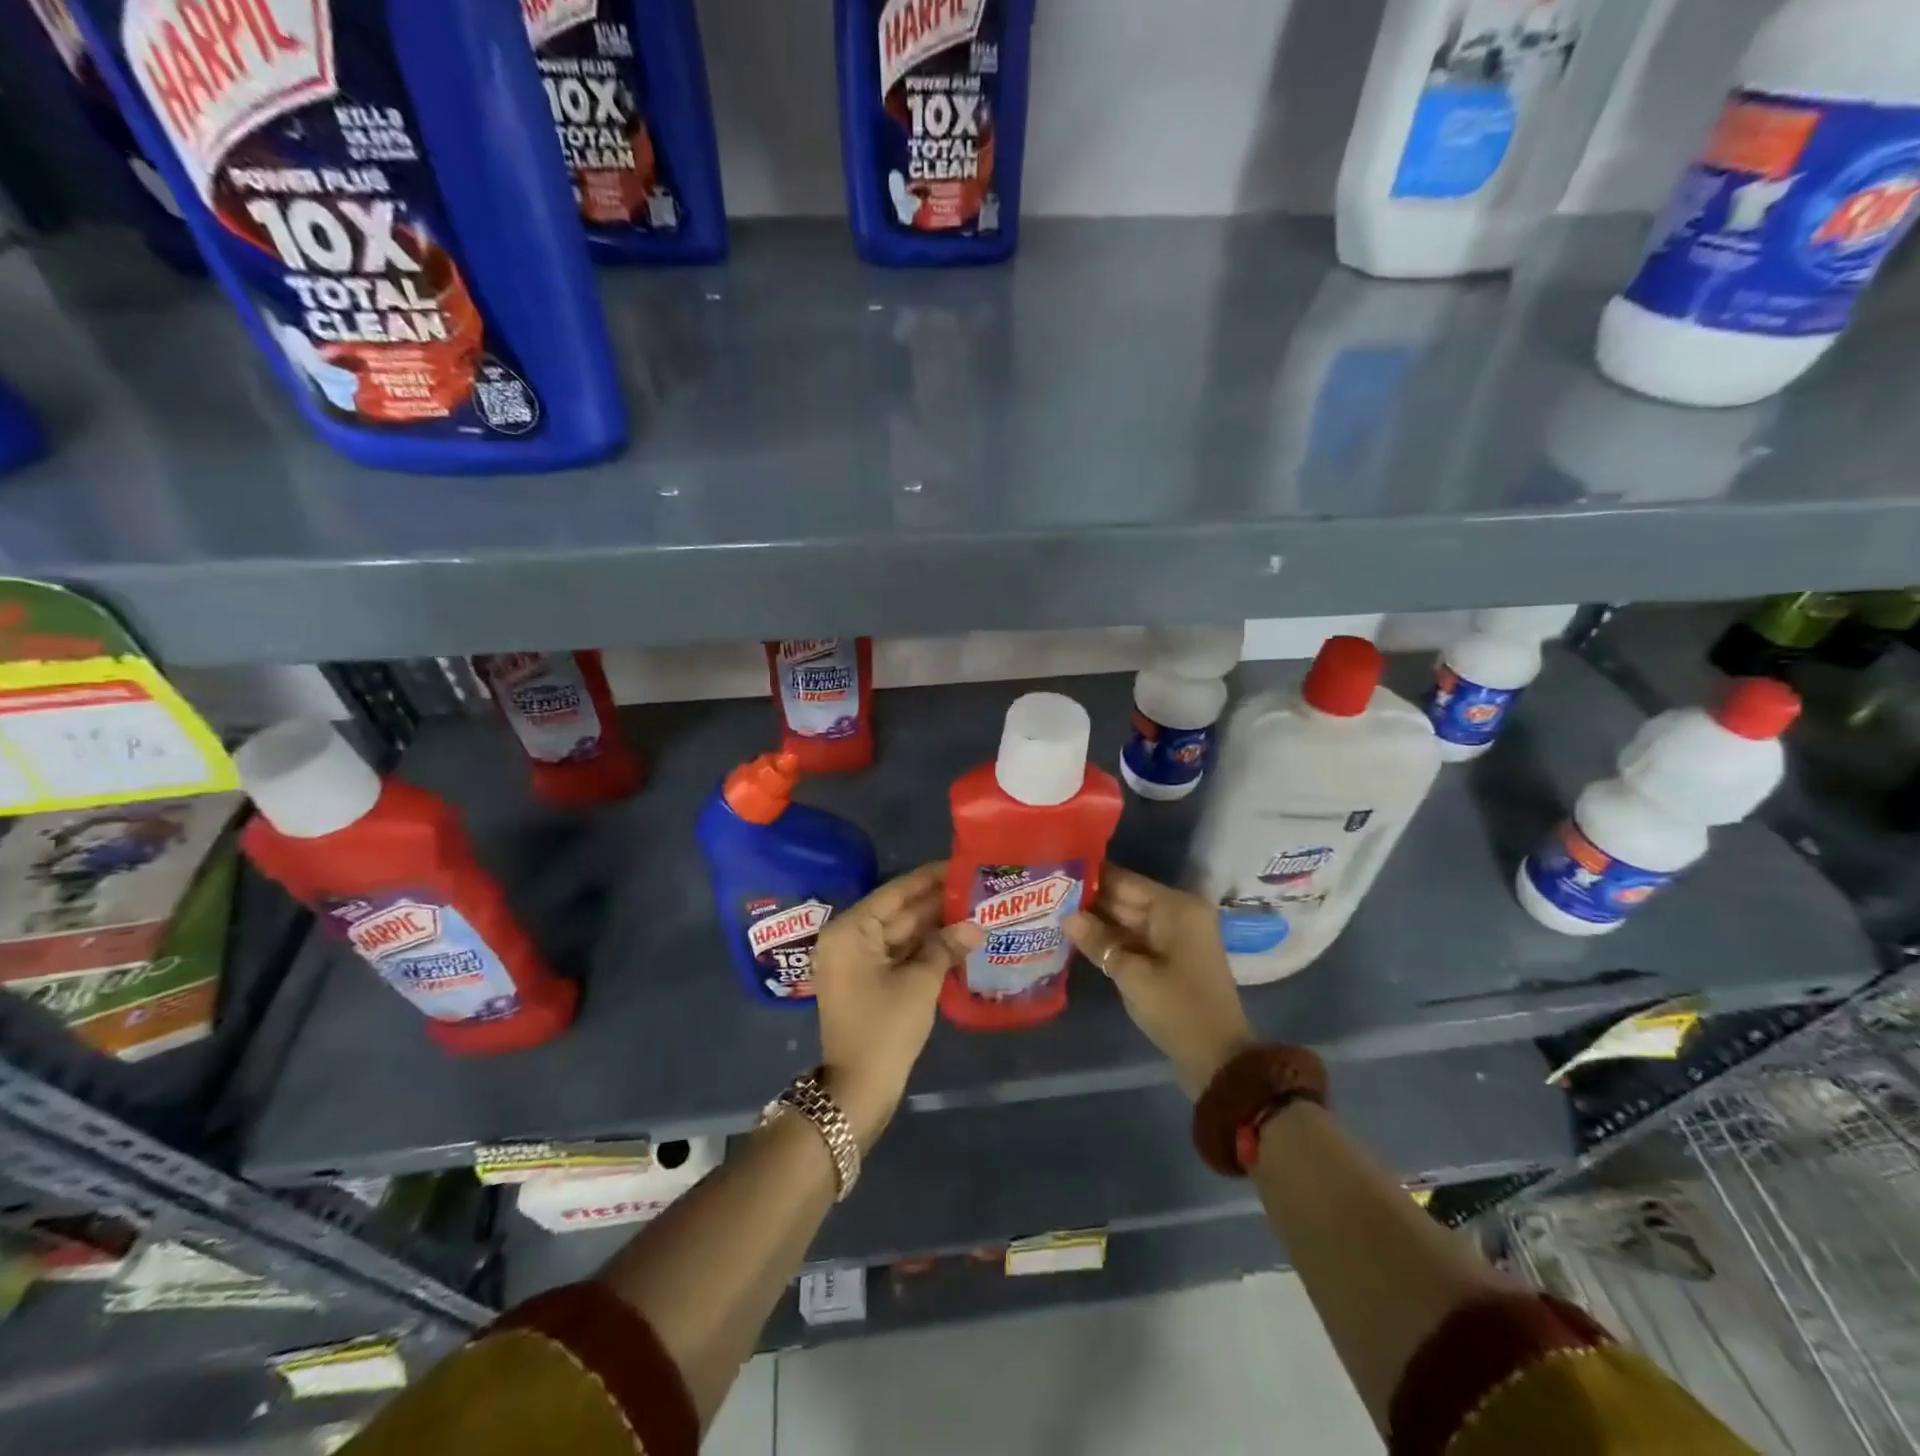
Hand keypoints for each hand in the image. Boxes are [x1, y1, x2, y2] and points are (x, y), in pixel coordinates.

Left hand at [811, 862, 982, 1149]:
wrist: (857, 1091)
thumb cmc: (884, 1029)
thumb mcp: (919, 983)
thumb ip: (946, 947)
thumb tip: (976, 926)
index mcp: (851, 930)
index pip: (896, 892)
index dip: (929, 878)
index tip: (960, 864)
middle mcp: (850, 938)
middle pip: (899, 911)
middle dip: (937, 902)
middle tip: (976, 886)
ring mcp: (857, 961)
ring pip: (901, 933)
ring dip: (935, 925)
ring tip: (975, 907)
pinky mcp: (868, 981)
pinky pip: (899, 954)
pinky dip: (926, 948)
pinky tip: (958, 939)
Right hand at [1066, 866, 1255, 1097]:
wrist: (1219, 1058)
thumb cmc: (1178, 1009)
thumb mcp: (1132, 975)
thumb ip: (1098, 941)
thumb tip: (1066, 916)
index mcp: (1175, 907)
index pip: (1124, 881)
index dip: (1089, 877)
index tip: (1054, 873)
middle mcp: (1178, 912)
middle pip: (1126, 898)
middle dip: (1089, 900)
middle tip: (1046, 895)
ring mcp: (1175, 935)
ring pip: (1128, 919)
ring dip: (1097, 920)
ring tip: (1053, 913)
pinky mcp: (1171, 956)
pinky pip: (1135, 938)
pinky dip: (1111, 939)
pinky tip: (1078, 938)